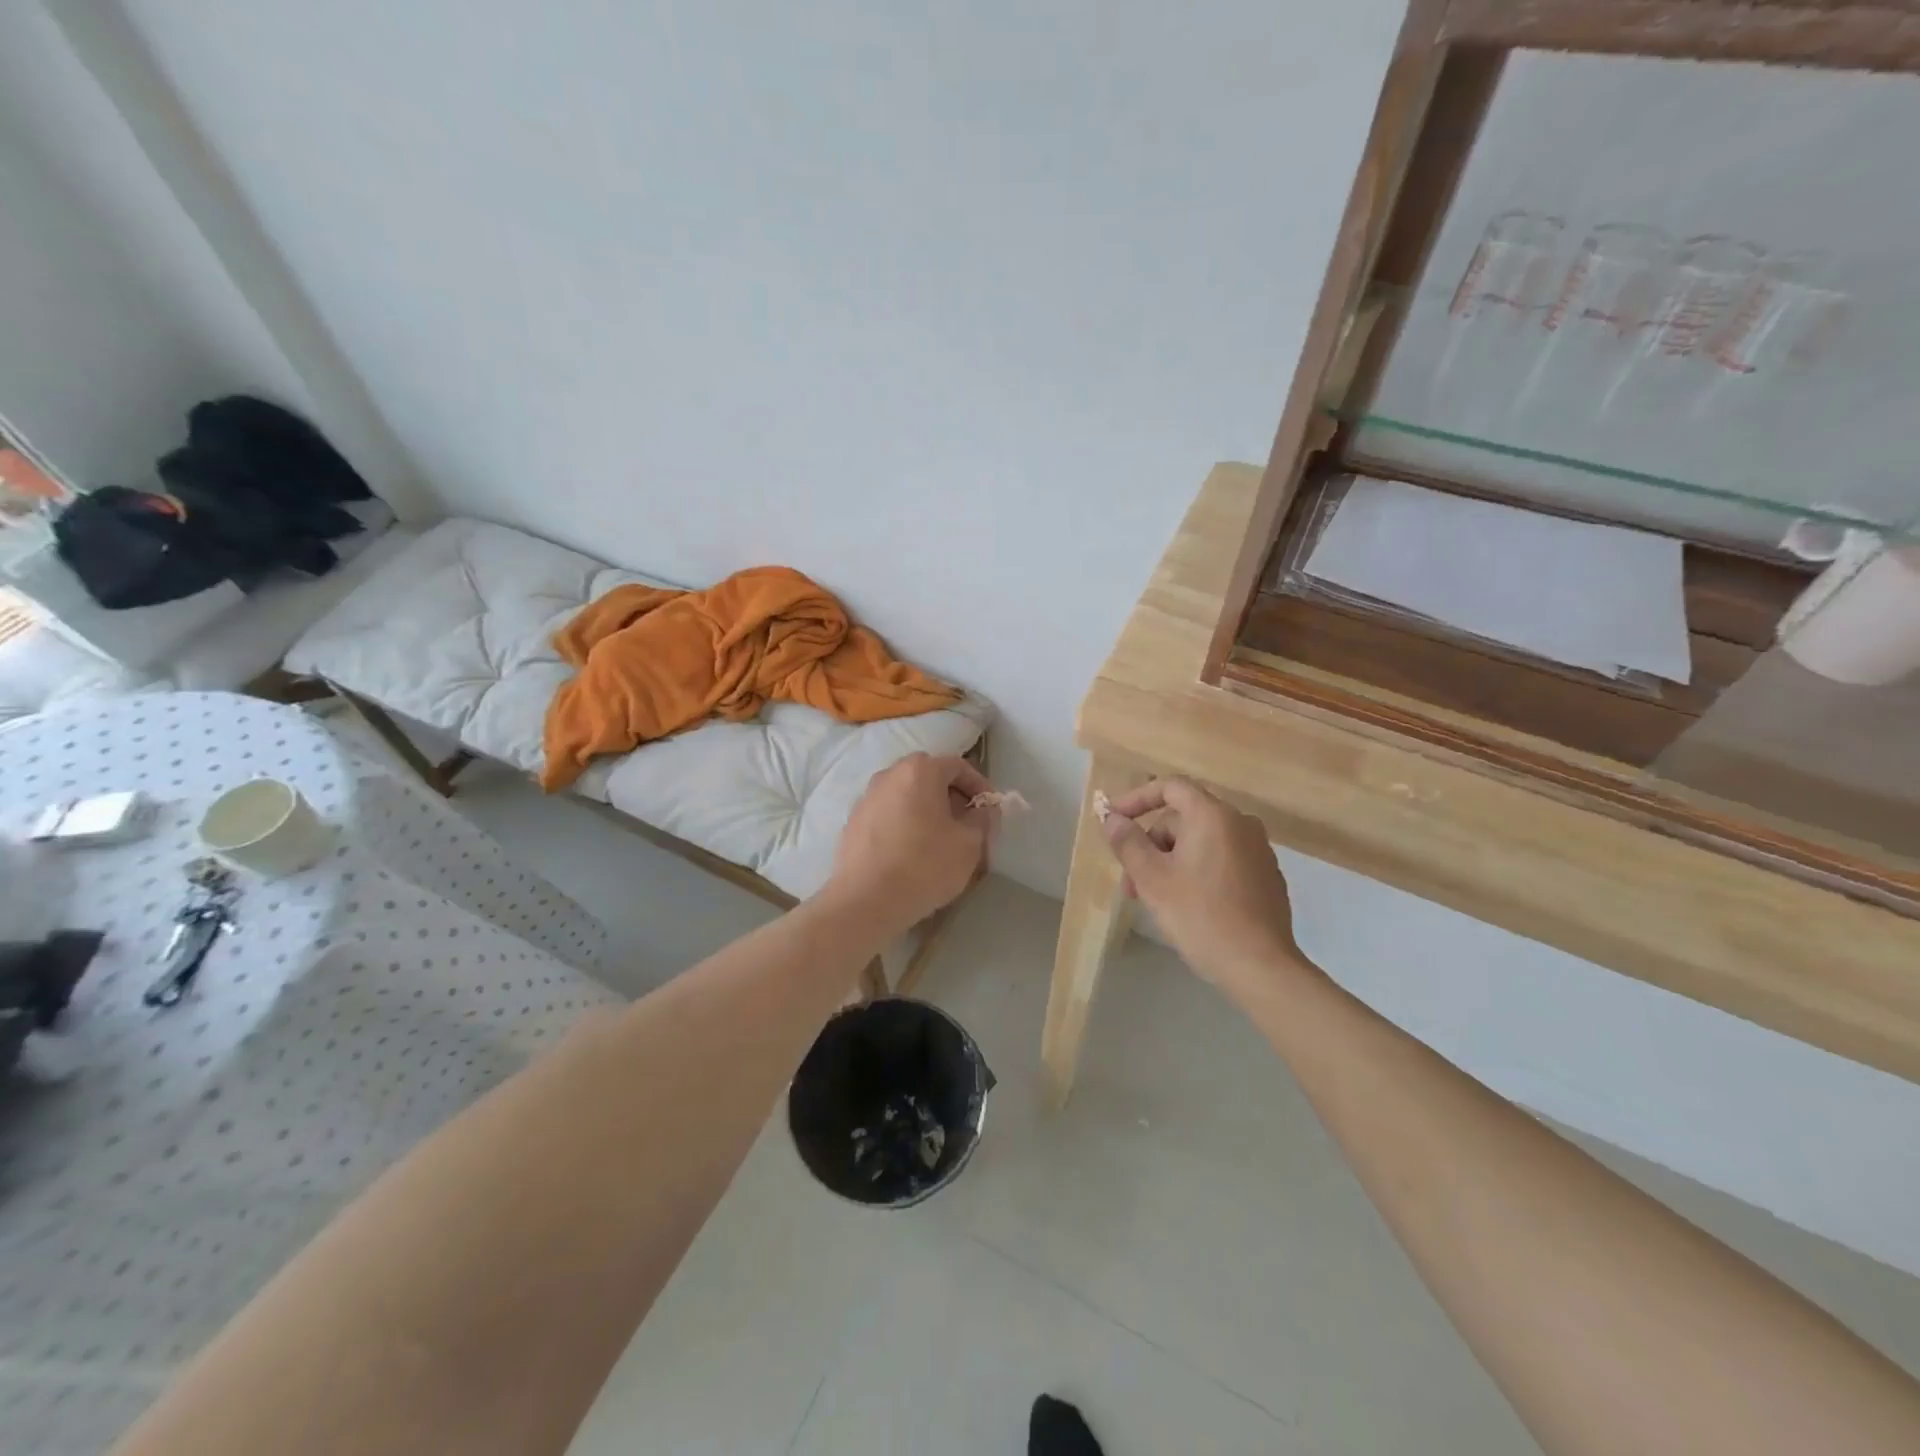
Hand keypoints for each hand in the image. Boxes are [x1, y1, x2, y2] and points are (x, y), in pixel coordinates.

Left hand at [825, 754, 992, 937]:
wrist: (865, 901)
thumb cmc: (924, 866)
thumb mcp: (969, 844)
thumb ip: (981, 819)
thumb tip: (980, 810)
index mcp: (919, 771)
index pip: (958, 765)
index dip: (979, 786)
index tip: (989, 811)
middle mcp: (889, 775)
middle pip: (929, 777)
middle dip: (952, 797)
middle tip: (967, 824)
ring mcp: (866, 798)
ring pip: (906, 796)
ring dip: (927, 810)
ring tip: (941, 840)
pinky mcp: (853, 823)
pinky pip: (888, 814)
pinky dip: (905, 824)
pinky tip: (912, 853)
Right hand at [1100, 778, 1308, 1001]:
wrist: (1260, 967)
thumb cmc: (1200, 916)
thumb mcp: (1152, 879)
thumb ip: (1128, 842)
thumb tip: (1112, 819)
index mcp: (1213, 816)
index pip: (1170, 787)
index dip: (1136, 799)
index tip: (1113, 820)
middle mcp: (1240, 824)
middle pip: (1183, 818)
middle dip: (1150, 844)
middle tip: (1131, 882)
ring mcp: (1258, 850)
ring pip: (1200, 842)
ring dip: (1170, 861)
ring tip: (1153, 900)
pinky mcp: (1266, 876)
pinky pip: (1221, 859)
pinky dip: (1196, 871)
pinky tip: (1187, 905)